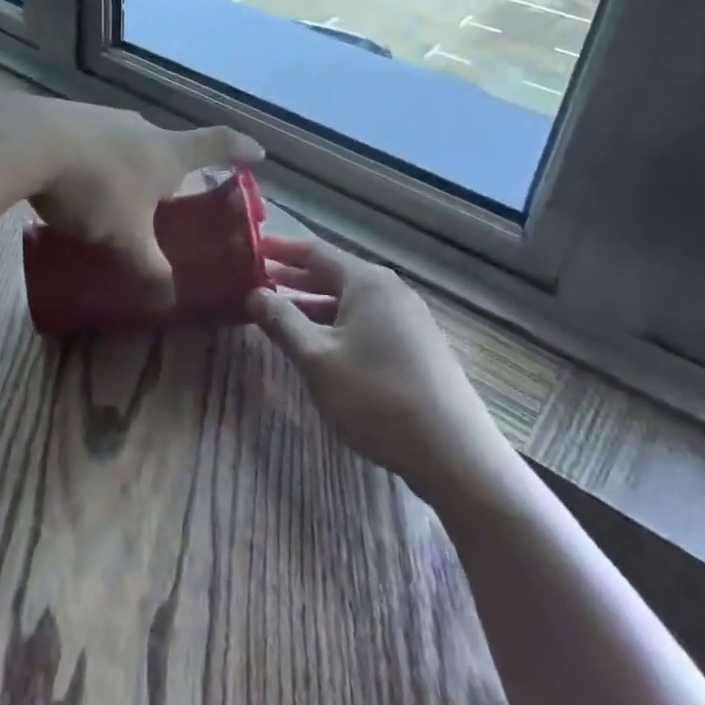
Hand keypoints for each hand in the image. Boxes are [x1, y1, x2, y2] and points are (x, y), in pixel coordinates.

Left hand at [27, 102, 261, 304]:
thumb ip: (150, 267)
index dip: (240, 149)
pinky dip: (96, 159)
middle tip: (169, 195)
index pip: (217, 144)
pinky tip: (76, 181)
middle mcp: (141, 127)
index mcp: (167, 151)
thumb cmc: (95, 188)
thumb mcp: (126, 237)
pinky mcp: (69, 117)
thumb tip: (168, 299)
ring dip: (129, 164)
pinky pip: (94, 141)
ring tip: (117, 194)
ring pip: (128, 142)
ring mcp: (104, 116)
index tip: (257, 152)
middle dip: (172, 168)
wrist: (29, 142)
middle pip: (168, 145)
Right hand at [249, 235, 518, 500]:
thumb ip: (282, 322)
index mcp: (368, 283)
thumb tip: (254, 293)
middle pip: (334, 274)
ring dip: (312, 306)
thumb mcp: (317, 358)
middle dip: (294, 278)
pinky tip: (319, 346)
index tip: (250, 249)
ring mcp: (408, 320)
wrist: (454, 454)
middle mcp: (390, 291)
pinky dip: (335, 325)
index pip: (315, 252)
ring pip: (349, 303)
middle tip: (255, 281)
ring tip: (278, 314)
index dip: (281, 250)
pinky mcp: (416, 348)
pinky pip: (366, 323)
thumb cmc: (377, 397)